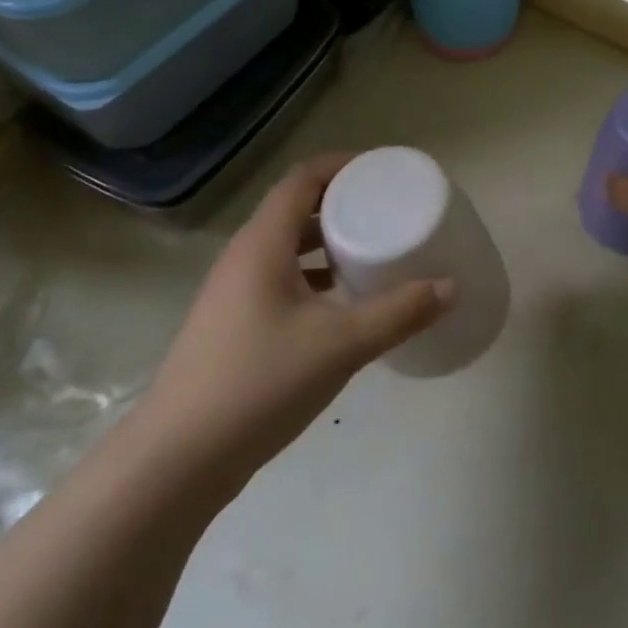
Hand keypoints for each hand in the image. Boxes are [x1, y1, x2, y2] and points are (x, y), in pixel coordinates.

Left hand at [135, 152, 455, 495]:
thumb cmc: (260, 383)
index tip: (383, 172)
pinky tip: (341, 304)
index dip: (342, 165)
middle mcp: (243, 258)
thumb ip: (399, 313)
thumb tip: (451, 287)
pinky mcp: (231, 325)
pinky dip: (312, 275)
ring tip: (371, 251)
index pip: (302, 179)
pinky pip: (278, 278)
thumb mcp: (341, 344)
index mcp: (263, 244)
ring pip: (286, 246)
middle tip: (387, 209)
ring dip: (327, 241)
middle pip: (295, 208)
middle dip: (341, 203)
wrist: (176, 462)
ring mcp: (232, 293)